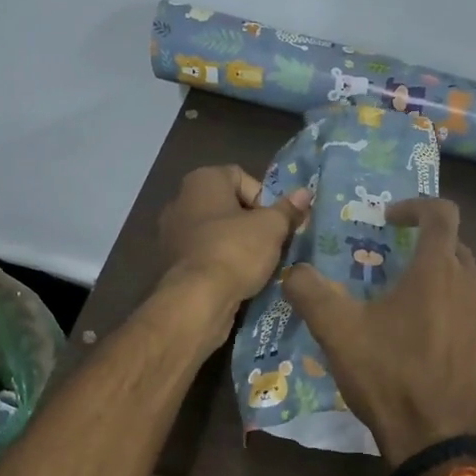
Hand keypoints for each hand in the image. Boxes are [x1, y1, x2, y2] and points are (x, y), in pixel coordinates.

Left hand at [157, 165, 309, 315]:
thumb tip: (304, 193)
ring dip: (236, 244)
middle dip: (251, 222)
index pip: (240, 177)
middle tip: (271, 242)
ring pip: (215, 231)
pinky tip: (237, 278)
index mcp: (201, 181)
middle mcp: (180, 200)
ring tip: (257, 263)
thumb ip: (288, 209)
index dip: (263, 197)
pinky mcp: (170, 262)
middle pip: (227, 205)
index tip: (276, 221)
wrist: (198, 299)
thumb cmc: (236, 250)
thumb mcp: (272, 228)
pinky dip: (220, 261)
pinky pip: (203, 254)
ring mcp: (171, 233)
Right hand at [282, 198, 475, 465]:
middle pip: (455, 251)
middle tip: (395, 276)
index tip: (391, 220)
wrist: (435, 444)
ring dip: (446, 292)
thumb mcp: (337, 332)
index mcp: (438, 272)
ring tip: (417, 319)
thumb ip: (309, 291)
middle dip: (426, 253)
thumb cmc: (387, 377)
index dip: (415, 206)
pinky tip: (442, 353)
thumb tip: (294, 270)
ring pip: (472, 290)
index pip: (440, 213)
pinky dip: (463, 327)